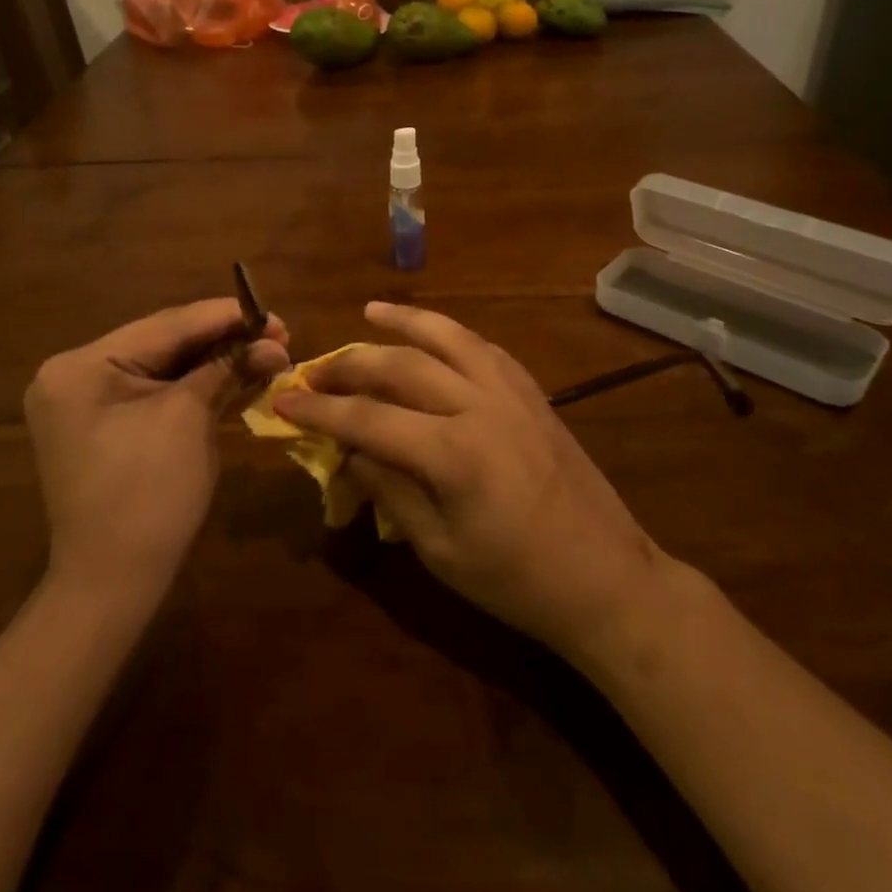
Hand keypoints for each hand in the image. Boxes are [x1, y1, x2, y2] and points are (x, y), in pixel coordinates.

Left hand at [26, 299, 289, 601]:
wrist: (114, 582)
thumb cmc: (148, 494)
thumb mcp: (190, 420)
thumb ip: (228, 369)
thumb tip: (275, 343)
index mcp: (82, 365)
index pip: (166, 326)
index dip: (225, 316)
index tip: (273, 313)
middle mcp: (76, 375)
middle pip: (164, 343)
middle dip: (223, 339)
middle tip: (278, 332)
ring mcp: (87, 402)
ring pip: (164, 368)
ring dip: (215, 362)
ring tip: (267, 350)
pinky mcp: (105, 425)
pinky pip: (156, 393)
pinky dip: (196, 386)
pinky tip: (237, 374)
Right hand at [273, 302, 672, 658]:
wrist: (608, 579)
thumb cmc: (517, 581)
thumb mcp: (440, 551)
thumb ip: (391, 492)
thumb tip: (352, 452)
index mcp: (453, 452)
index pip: (368, 418)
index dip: (319, 410)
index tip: (283, 402)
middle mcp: (480, 406)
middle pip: (402, 366)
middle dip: (351, 364)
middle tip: (315, 370)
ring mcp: (513, 394)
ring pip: (450, 338)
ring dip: (406, 322)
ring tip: (371, 311)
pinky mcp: (534, 394)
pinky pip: (485, 349)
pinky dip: (452, 336)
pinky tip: (435, 336)